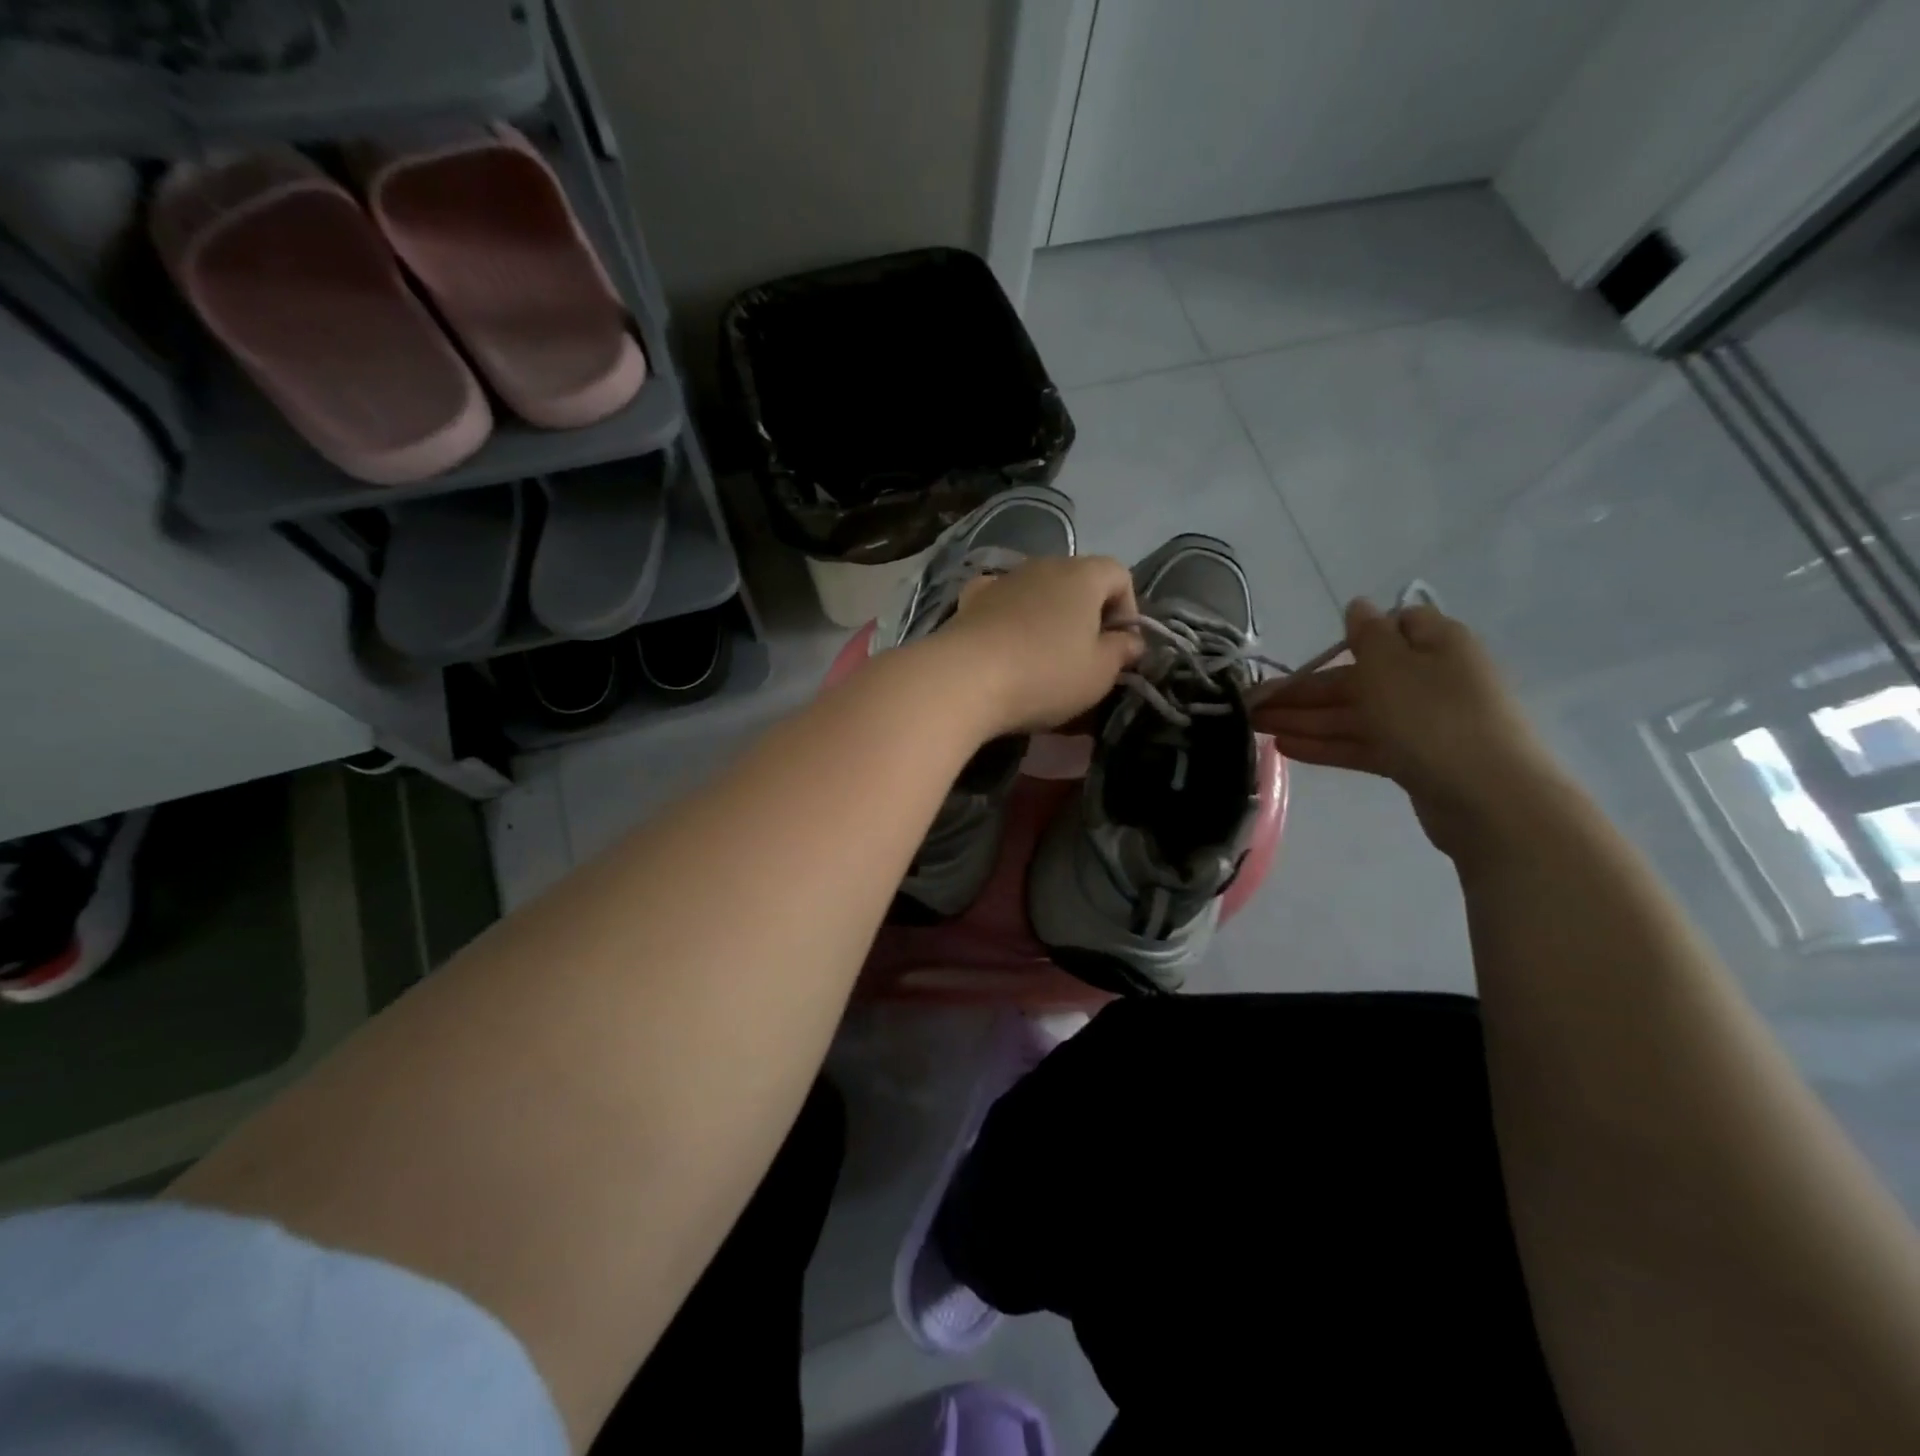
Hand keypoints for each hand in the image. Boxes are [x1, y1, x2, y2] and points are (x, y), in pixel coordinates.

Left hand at [928, 555, 1142, 735]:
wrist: (964, 679)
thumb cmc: (1045, 674)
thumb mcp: (1099, 673)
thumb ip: (1123, 651)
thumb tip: (1132, 640)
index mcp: (1083, 575)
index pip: (1120, 574)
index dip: (1128, 609)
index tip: (1120, 648)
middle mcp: (1043, 565)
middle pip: (1077, 581)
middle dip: (1087, 614)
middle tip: (1085, 656)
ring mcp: (1003, 580)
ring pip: (1038, 591)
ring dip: (1048, 616)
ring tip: (1043, 656)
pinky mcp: (970, 601)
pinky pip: (1001, 601)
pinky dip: (1009, 616)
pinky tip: (1004, 642)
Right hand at [1249, 598, 1565, 857]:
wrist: (1489, 798)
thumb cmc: (1433, 718)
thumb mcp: (1391, 665)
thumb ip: (1367, 635)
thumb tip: (1358, 604)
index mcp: (1435, 645)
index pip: (1392, 627)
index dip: (1349, 637)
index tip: (1311, 654)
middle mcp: (1429, 679)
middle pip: (1358, 677)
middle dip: (1304, 690)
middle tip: (1251, 703)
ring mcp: (1422, 722)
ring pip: (1353, 714)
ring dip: (1304, 718)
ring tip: (1254, 727)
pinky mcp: (1413, 759)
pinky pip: (1361, 744)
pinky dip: (1325, 744)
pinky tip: (1285, 748)